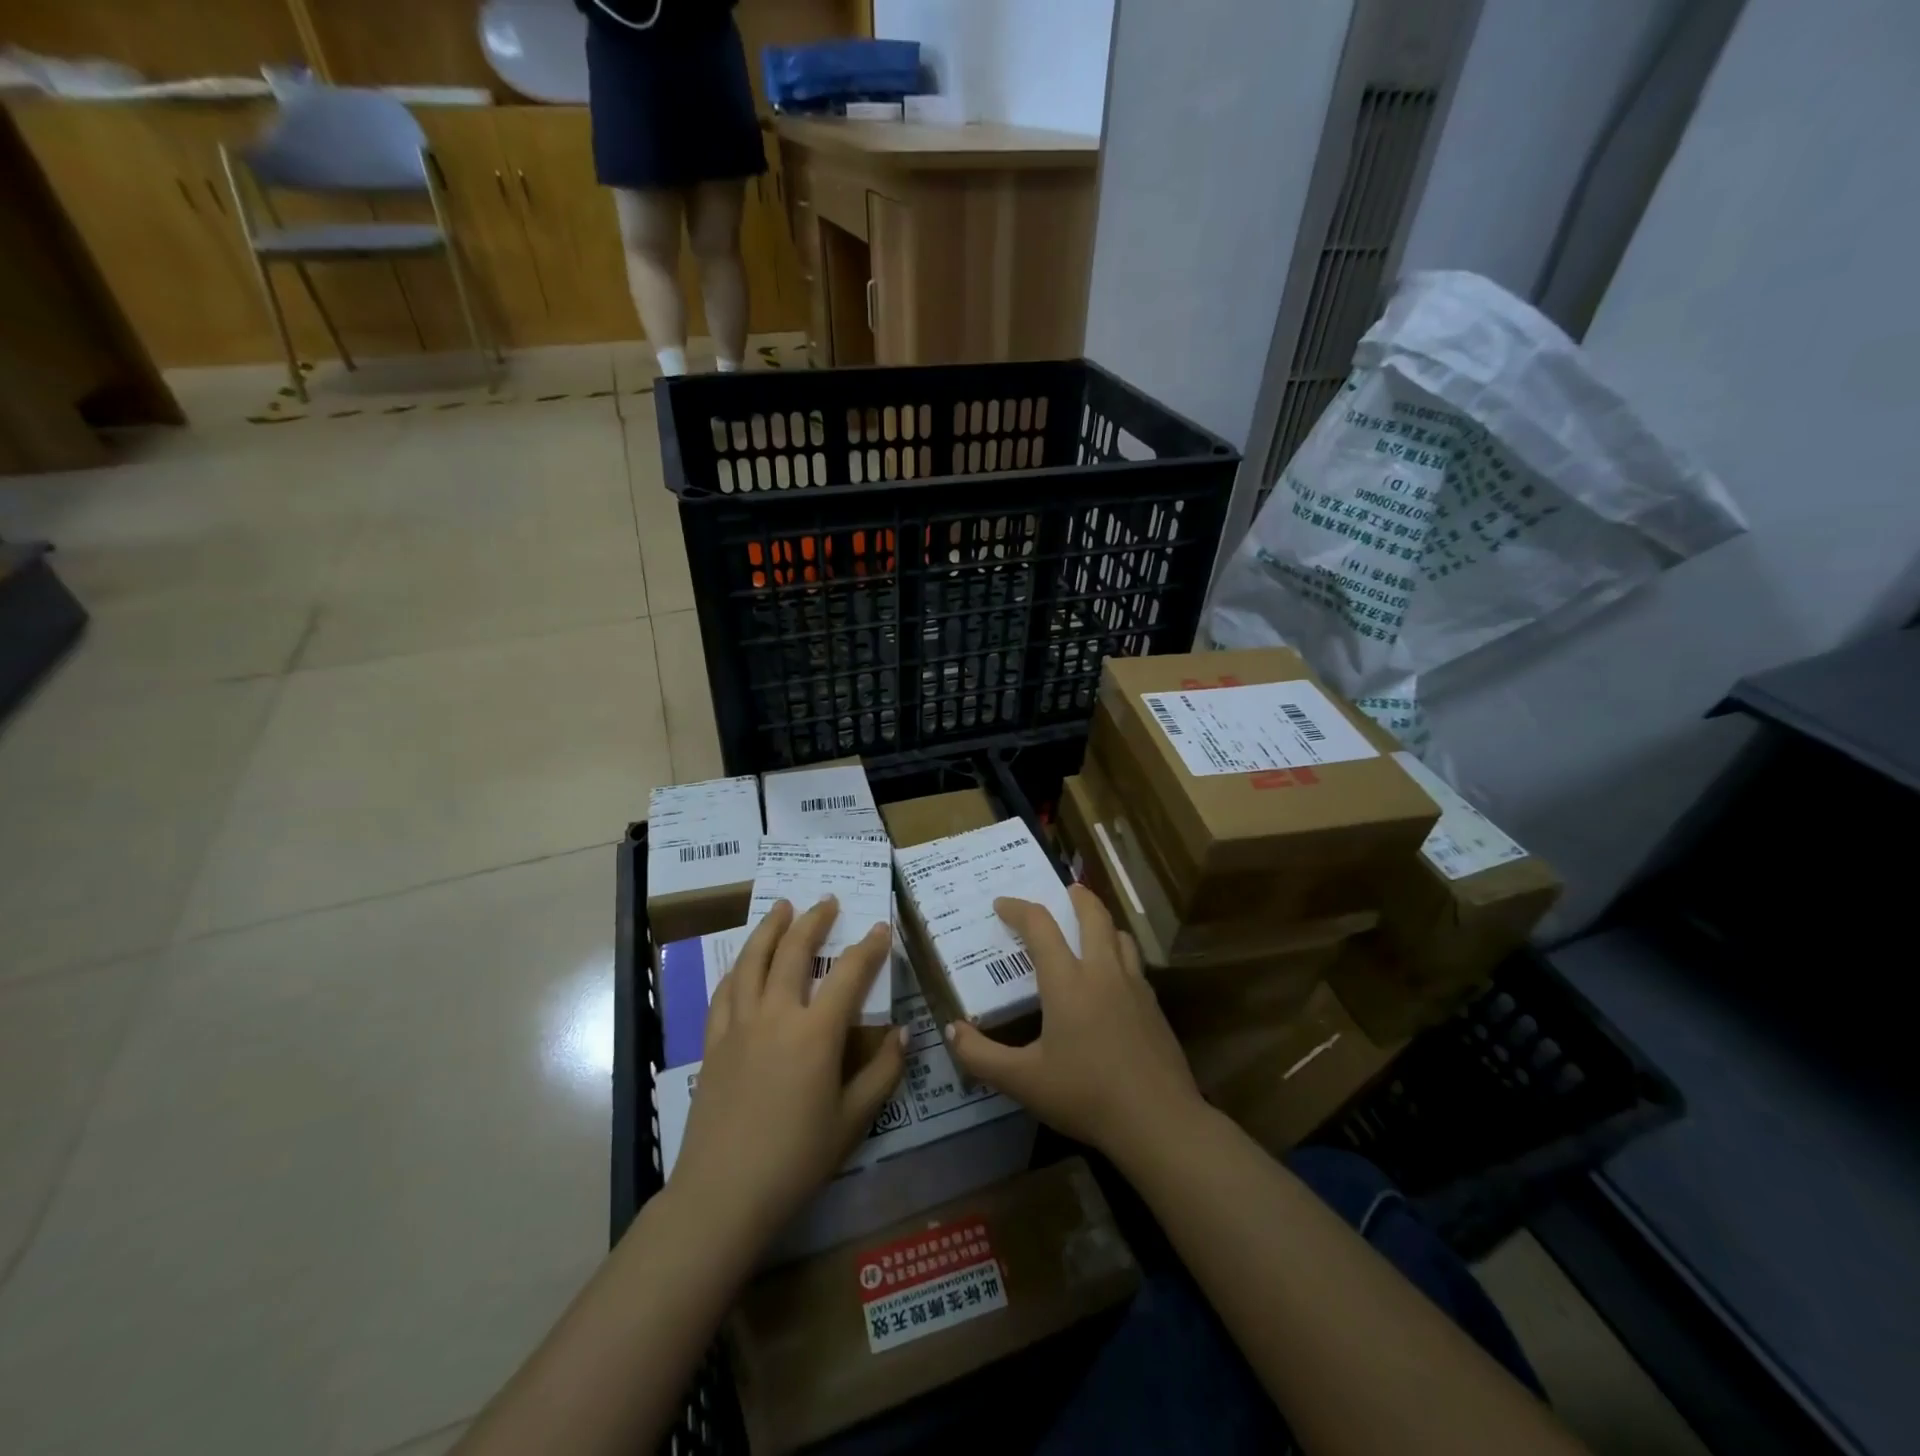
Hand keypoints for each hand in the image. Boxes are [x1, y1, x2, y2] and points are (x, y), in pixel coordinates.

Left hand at [667, 897, 907, 1245]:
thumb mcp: (853, 1120)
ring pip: (753, 961)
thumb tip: (905, 1032)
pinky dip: (738, 967)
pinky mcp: (714, 1042)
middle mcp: (777, 1015)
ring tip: (781, 906)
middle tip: (827, 901)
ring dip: (770, 929)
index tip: (881, 927)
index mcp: (816, 1032)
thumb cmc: (797, 1159)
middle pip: (795, 952)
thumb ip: (883, 1072)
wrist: (723, 1193)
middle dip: (814, 921)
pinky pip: (725, 991)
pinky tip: (743, 961)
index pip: (850, 973)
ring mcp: (739, 1025)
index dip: (869, 947)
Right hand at [945, 884, 1206, 1168]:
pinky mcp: (1154, 1006)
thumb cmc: (1085, 1095)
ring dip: (1102, 922)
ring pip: (1120, 935)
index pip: (1040, 926)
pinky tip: (1113, 977)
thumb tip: (952, 1030)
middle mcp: (1102, 972)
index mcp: (1067, 981)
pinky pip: (1134, 963)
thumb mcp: (1023, 1081)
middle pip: (1093, 915)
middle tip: (1064, 890)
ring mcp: (1134, 987)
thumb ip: (981, 1056)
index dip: (1018, 909)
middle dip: (1077, 897)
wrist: (1158, 1121)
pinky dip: (1119, 952)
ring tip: (1089, 928)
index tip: (1001, 904)